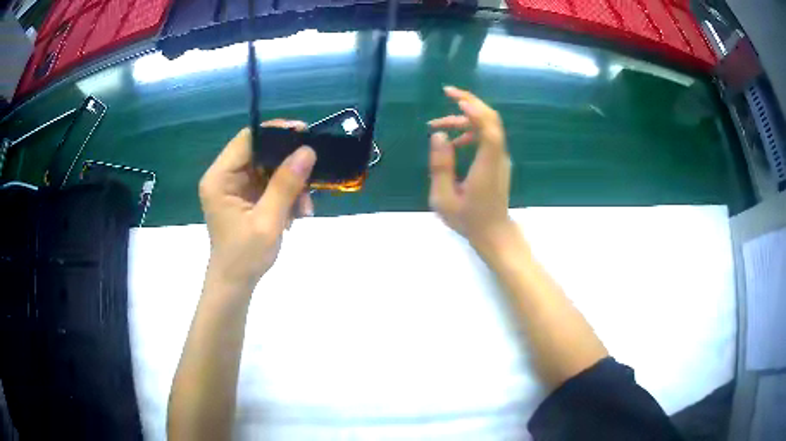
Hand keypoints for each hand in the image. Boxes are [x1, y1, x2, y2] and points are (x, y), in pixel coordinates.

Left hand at [198, 120, 315, 287]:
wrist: (235, 284)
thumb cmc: (245, 256)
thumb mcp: (268, 220)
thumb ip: (286, 185)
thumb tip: (308, 151)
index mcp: (220, 178)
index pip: (248, 140)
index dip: (276, 133)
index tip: (305, 134)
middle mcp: (224, 176)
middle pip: (260, 152)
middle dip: (288, 164)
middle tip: (313, 173)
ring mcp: (235, 186)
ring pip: (269, 168)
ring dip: (291, 183)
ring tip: (305, 206)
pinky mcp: (245, 196)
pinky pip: (269, 183)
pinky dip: (286, 194)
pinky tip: (297, 211)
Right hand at [427, 86, 514, 251]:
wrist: (493, 233)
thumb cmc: (468, 220)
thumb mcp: (443, 198)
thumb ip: (440, 166)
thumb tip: (438, 136)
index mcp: (487, 166)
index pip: (489, 130)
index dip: (475, 111)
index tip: (456, 99)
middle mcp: (498, 157)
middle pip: (491, 120)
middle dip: (470, 102)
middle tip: (447, 92)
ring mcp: (500, 158)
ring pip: (487, 126)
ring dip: (464, 118)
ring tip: (436, 125)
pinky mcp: (497, 161)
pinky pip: (486, 136)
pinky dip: (470, 130)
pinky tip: (453, 142)